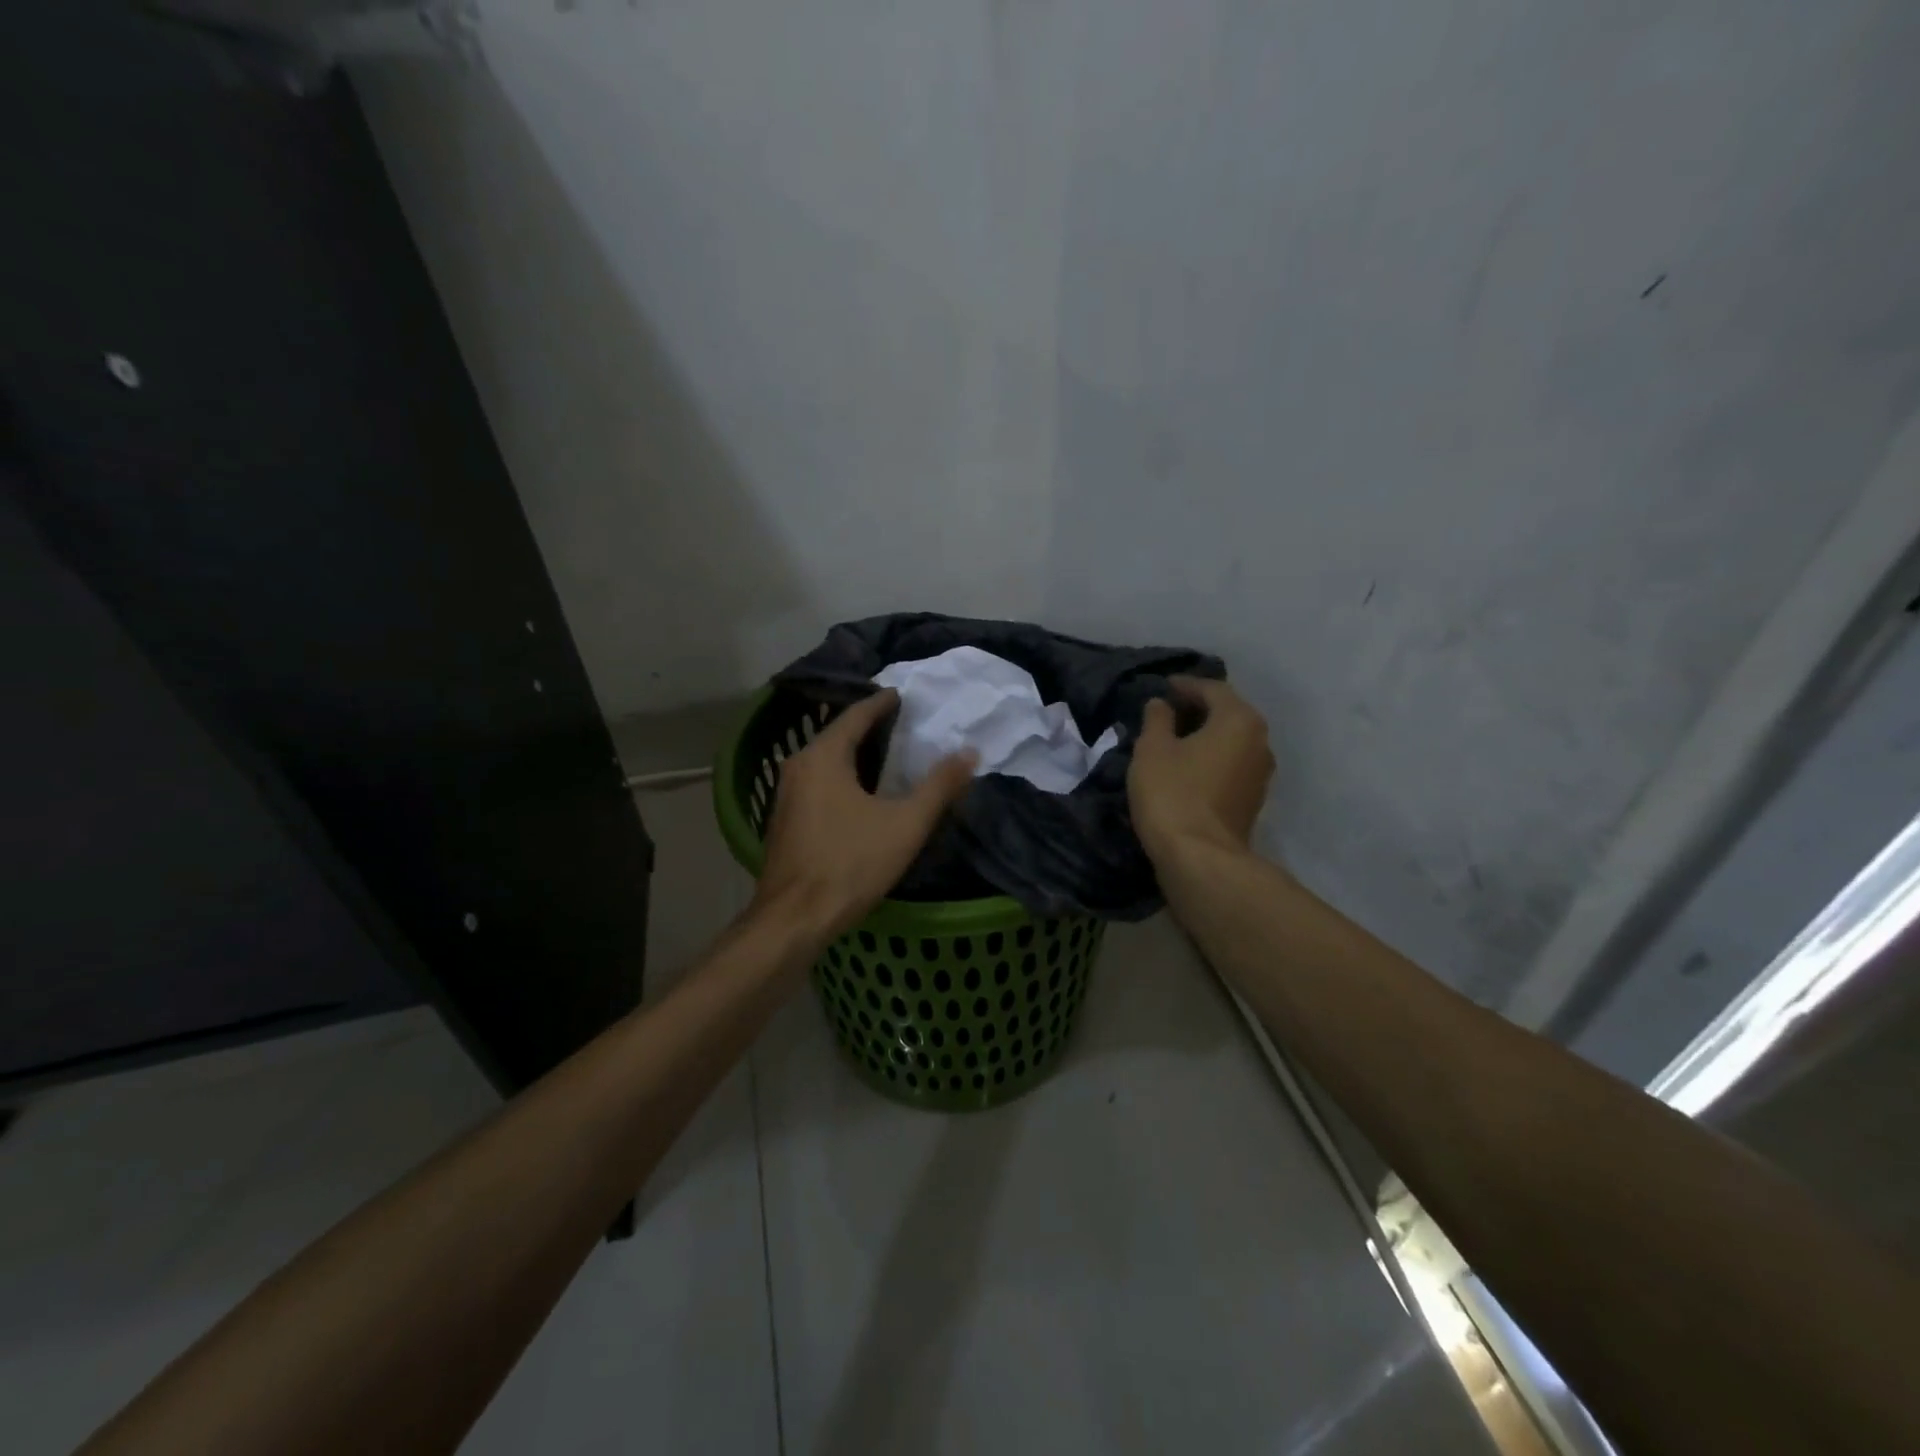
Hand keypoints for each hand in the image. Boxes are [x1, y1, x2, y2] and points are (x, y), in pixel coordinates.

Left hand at [755, 689, 976, 939]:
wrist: (795, 919)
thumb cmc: (850, 864)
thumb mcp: (905, 824)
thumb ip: (939, 786)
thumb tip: (969, 752)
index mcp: (823, 757)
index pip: (855, 715)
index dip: (882, 703)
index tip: (903, 695)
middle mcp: (798, 766)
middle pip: (837, 735)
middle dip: (868, 727)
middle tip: (902, 724)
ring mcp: (785, 795)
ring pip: (825, 761)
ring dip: (854, 755)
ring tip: (887, 756)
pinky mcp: (784, 820)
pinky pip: (816, 783)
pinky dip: (840, 778)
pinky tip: (860, 793)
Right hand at [1128, 676, 1273, 862]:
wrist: (1200, 857)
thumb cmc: (1173, 793)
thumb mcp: (1152, 749)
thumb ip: (1157, 719)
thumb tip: (1161, 704)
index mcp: (1239, 720)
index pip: (1212, 689)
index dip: (1185, 685)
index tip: (1163, 686)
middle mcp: (1259, 741)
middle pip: (1228, 713)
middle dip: (1198, 709)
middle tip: (1166, 711)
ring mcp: (1261, 773)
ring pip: (1231, 741)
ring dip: (1205, 735)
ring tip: (1174, 739)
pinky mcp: (1253, 800)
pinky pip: (1231, 765)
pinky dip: (1211, 758)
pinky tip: (1187, 766)